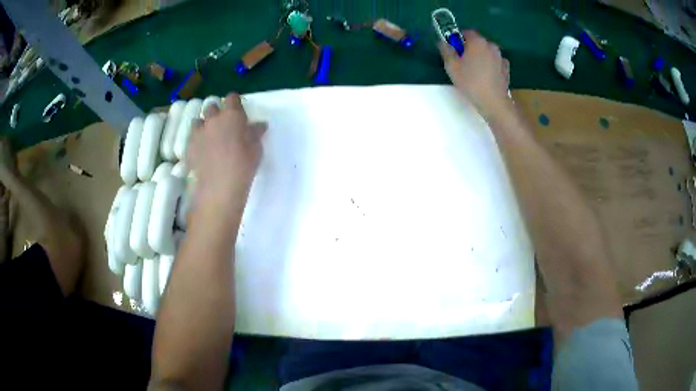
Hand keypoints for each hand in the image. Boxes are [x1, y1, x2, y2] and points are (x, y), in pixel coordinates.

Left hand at [187, 93, 265, 202]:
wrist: (219, 186)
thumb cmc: (243, 165)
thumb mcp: (256, 148)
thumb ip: (255, 133)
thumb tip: (259, 125)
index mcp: (232, 115)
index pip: (232, 98)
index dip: (234, 102)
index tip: (237, 110)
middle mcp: (213, 119)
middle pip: (212, 107)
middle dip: (216, 112)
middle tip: (222, 124)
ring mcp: (198, 132)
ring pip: (198, 121)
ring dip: (203, 125)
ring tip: (208, 136)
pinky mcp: (189, 146)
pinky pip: (191, 138)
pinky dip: (196, 140)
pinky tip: (201, 151)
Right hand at [438, 30, 510, 117]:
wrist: (494, 102)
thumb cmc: (471, 82)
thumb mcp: (451, 66)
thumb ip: (446, 50)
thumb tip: (443, 41)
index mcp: (477, 41)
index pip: (466, 32)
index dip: (458, 39)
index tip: (453, 50)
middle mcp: (491, 45)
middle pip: (477, 42)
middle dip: (469, 48)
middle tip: (462, 62)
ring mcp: (501, 57)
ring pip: (487, 52)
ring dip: (480, 57)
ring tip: (474, 71)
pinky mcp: (506, 69)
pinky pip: (495, 62)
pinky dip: (490, 65)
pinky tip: (485, 76)